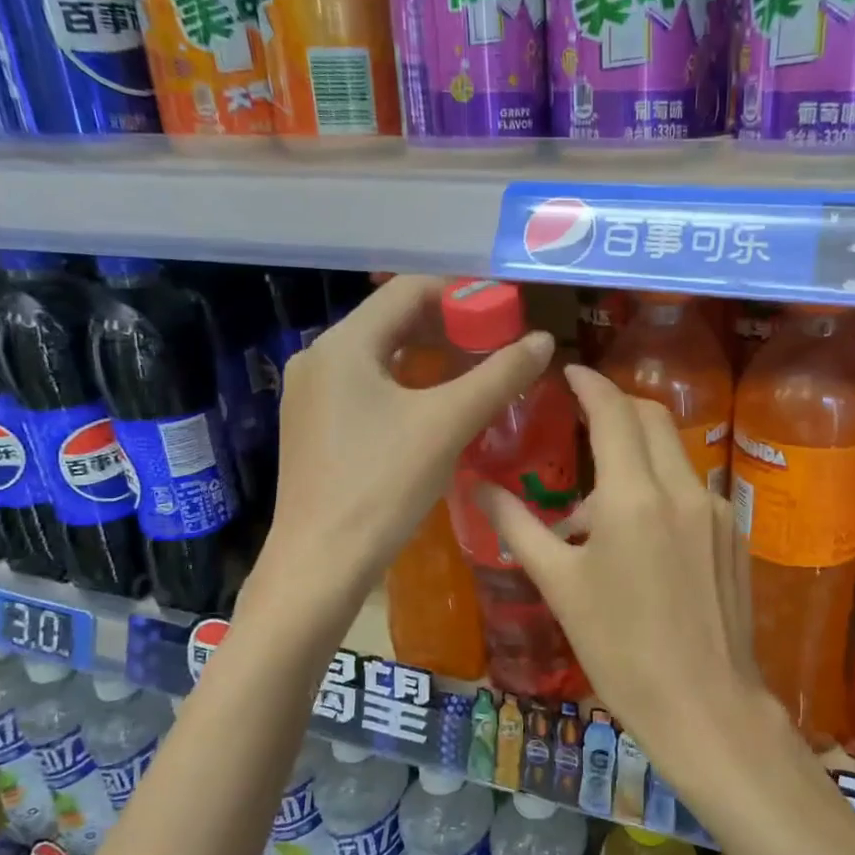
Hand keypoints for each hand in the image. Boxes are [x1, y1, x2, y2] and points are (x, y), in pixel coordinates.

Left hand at [246, 276, 553, 609]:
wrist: (320, 565)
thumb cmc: (383, 486)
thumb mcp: (448, 424)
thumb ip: (499, 376)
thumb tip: (543, 340)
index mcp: (343, 344)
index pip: (408, 289)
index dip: (461, 292)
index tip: (504, 309)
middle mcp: (319, 358)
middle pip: (392, 319)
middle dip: (449, 325)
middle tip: (497, 341)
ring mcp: (311, 395)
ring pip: (381, 355)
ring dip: (430, 355)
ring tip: (476, 370)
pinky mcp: (315, 427)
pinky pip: (367, 386)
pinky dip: (407, 383)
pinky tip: (436, 406)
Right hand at [475, 366, 785, 785]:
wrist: (705, 704)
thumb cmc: (620, 649)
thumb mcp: (559, 586)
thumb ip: (518, 527)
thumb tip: (479, 488)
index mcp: (634, 496)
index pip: (613, 411)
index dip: (590, 384)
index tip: (569, 373)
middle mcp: (682, 489)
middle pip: (651, 418)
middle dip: (617, 407)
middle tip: (583, 420)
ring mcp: (715, 511)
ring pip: (674, 453)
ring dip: (636, 455)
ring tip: (598, 508)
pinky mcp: (732, 535)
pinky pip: (691, 489)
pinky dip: (661, 488)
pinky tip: (639, 537)